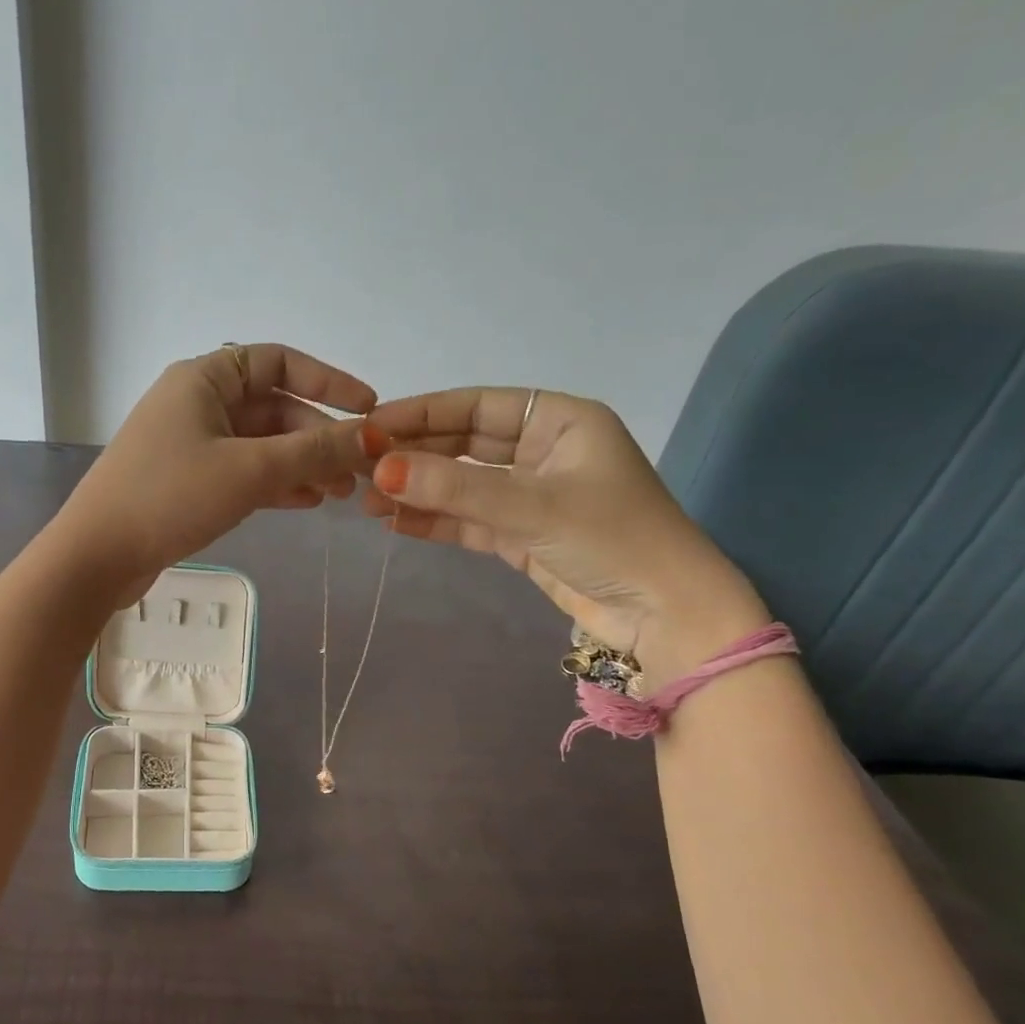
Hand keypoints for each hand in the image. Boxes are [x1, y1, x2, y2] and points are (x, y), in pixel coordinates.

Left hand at [53, 344, 375, 596]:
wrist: (98, 555)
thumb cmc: (171, 496)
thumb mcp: (250, 470)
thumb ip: (314, 452)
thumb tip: (373, 436)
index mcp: (205, 379)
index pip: (279, 362)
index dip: (328, 381)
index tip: (368, 408)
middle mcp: (197, 403)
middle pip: (273, 408)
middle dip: (318, 437)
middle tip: (357, 471)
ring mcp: (190, 444)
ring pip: (260, 445)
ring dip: (301, 464)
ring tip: (340, 494)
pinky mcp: (186, 482)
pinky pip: (242, 472)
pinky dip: (275, 484)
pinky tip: (307, 503)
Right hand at [363, 387, 766, 680]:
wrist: (664, 616)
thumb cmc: (612, 539)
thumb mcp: (532, 506)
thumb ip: (455, 490)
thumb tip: (380, 469)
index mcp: (559, 422)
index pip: (477, 407)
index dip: (423, 414)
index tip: (372, 427)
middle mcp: (542, 453)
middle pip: (464, 445)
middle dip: (414, 455)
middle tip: (359, 465)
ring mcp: (530, 497)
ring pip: (461, 486)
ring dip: (418, 491)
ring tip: (366, 499)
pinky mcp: (521, 537)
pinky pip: (468, 521)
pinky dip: (434, 522)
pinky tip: (394, 523)